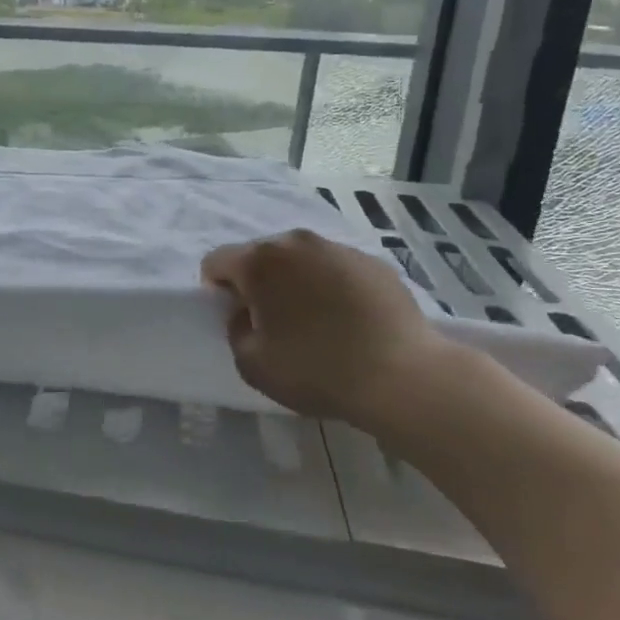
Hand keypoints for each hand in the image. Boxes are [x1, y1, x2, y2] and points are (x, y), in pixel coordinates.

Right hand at [201, 230, 452, 427]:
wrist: (403, 377)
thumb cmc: (315, 370)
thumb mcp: (251, 363)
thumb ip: (235, 329)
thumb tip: (246, 313)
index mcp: (259, 261)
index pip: (216, 262)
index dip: (218, 291)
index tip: (238, 319)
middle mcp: (296, 242)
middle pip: (259, 255)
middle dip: (258, 282)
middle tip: (275, 322)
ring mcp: (339, 249)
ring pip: (300, 259)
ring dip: (296, 281)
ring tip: (315, 320)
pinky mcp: (374, 262)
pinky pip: (336, 269)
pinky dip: (331, 287)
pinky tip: (348, 320)